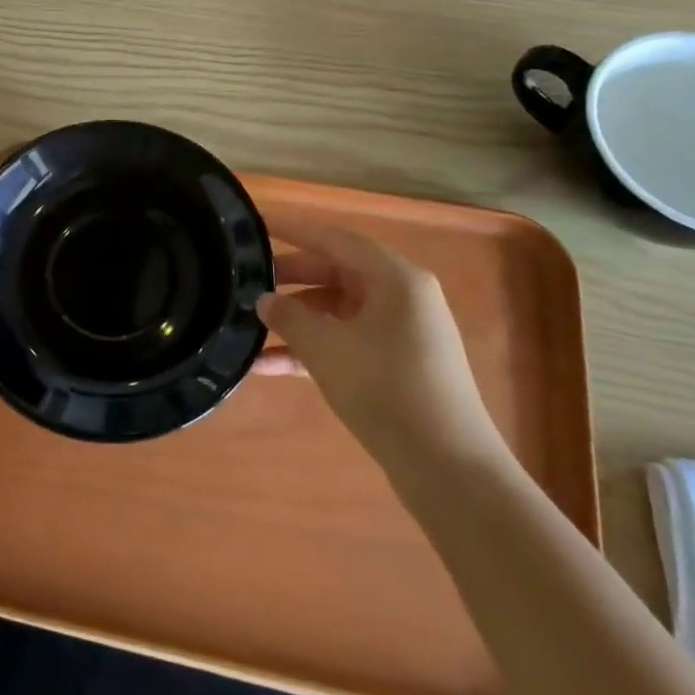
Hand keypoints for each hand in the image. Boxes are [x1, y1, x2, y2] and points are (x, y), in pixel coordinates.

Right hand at [263, 215, 500, 471]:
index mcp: (396, 278)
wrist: (448, 470)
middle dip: (290, 278)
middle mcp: (402, 297)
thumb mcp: (326, 349)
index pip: (335, 238)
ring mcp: (402, 333)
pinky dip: (313, 348)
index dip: (293, 229)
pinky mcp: (397, 365)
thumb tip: (264, 300)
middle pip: (336, 272)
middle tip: (245, 280)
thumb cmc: (386, 390)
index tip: (255, 224)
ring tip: (250, 325)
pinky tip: (269, 366)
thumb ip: (289, 317)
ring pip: (338, 310)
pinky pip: (347, 342)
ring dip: (297, 319)